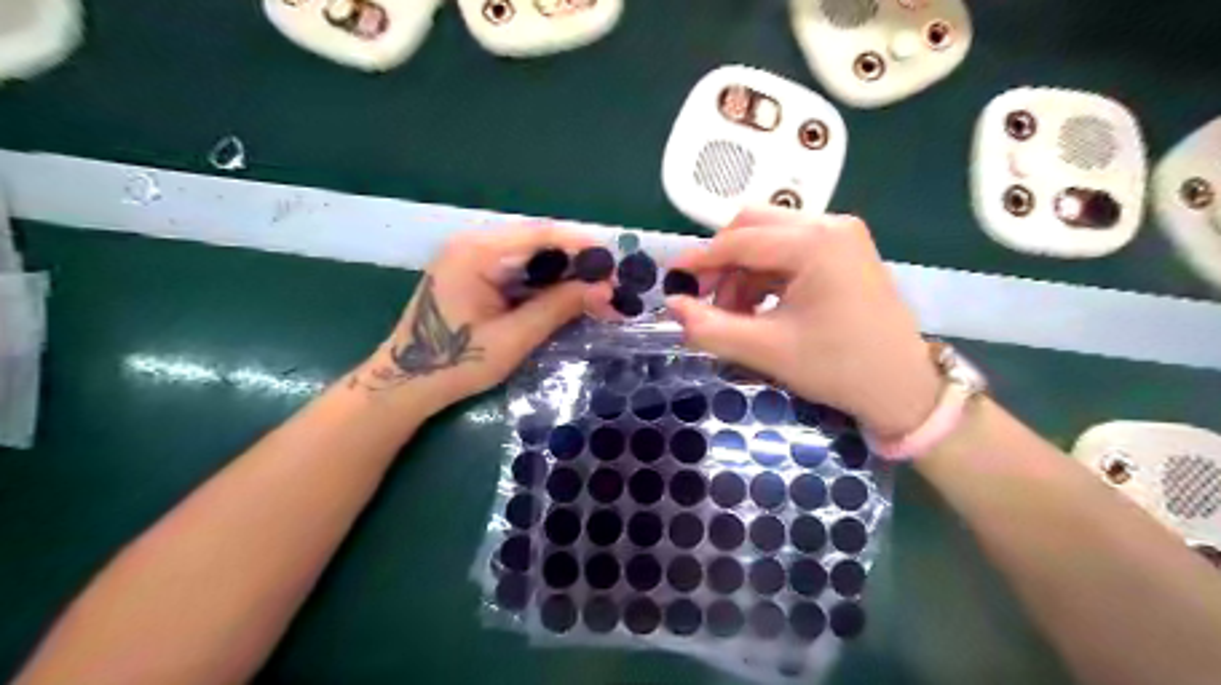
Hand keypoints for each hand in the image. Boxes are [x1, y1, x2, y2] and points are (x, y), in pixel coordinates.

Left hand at [353, 226, 614, 410]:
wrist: (407, 383)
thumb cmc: (456, 363)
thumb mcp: (513, 338)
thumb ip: (558, 308)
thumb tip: (605, 290)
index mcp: (477, 252)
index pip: (540, 234)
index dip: (582, 245)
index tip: (616, 261)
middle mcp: (474, 244)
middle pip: (538, 242)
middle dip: (577, 263)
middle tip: (611, 285)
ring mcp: (473, 258)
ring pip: (532, 257)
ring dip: (565, 275)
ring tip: (598, 294)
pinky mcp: (476, 274)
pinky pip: (520, 270)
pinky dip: (546, 284)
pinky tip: (569, 298)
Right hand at [667, 207, 940, 438]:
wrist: (903, 388)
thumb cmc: (837, 367)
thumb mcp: (766, 350)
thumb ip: (710, 327)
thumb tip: (671, 306)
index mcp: (814, 242)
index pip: (739, 241)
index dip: (699, 260)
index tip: (669, 278)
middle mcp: (829, 225)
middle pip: (753, 226)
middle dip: (722, 261)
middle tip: (704, 298)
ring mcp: (841, 236)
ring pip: (769, 239)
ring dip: (742, 271)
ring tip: (734, 315)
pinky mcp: (845, 252)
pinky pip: (789, 252)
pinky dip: (765, 276)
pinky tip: (759, 308)